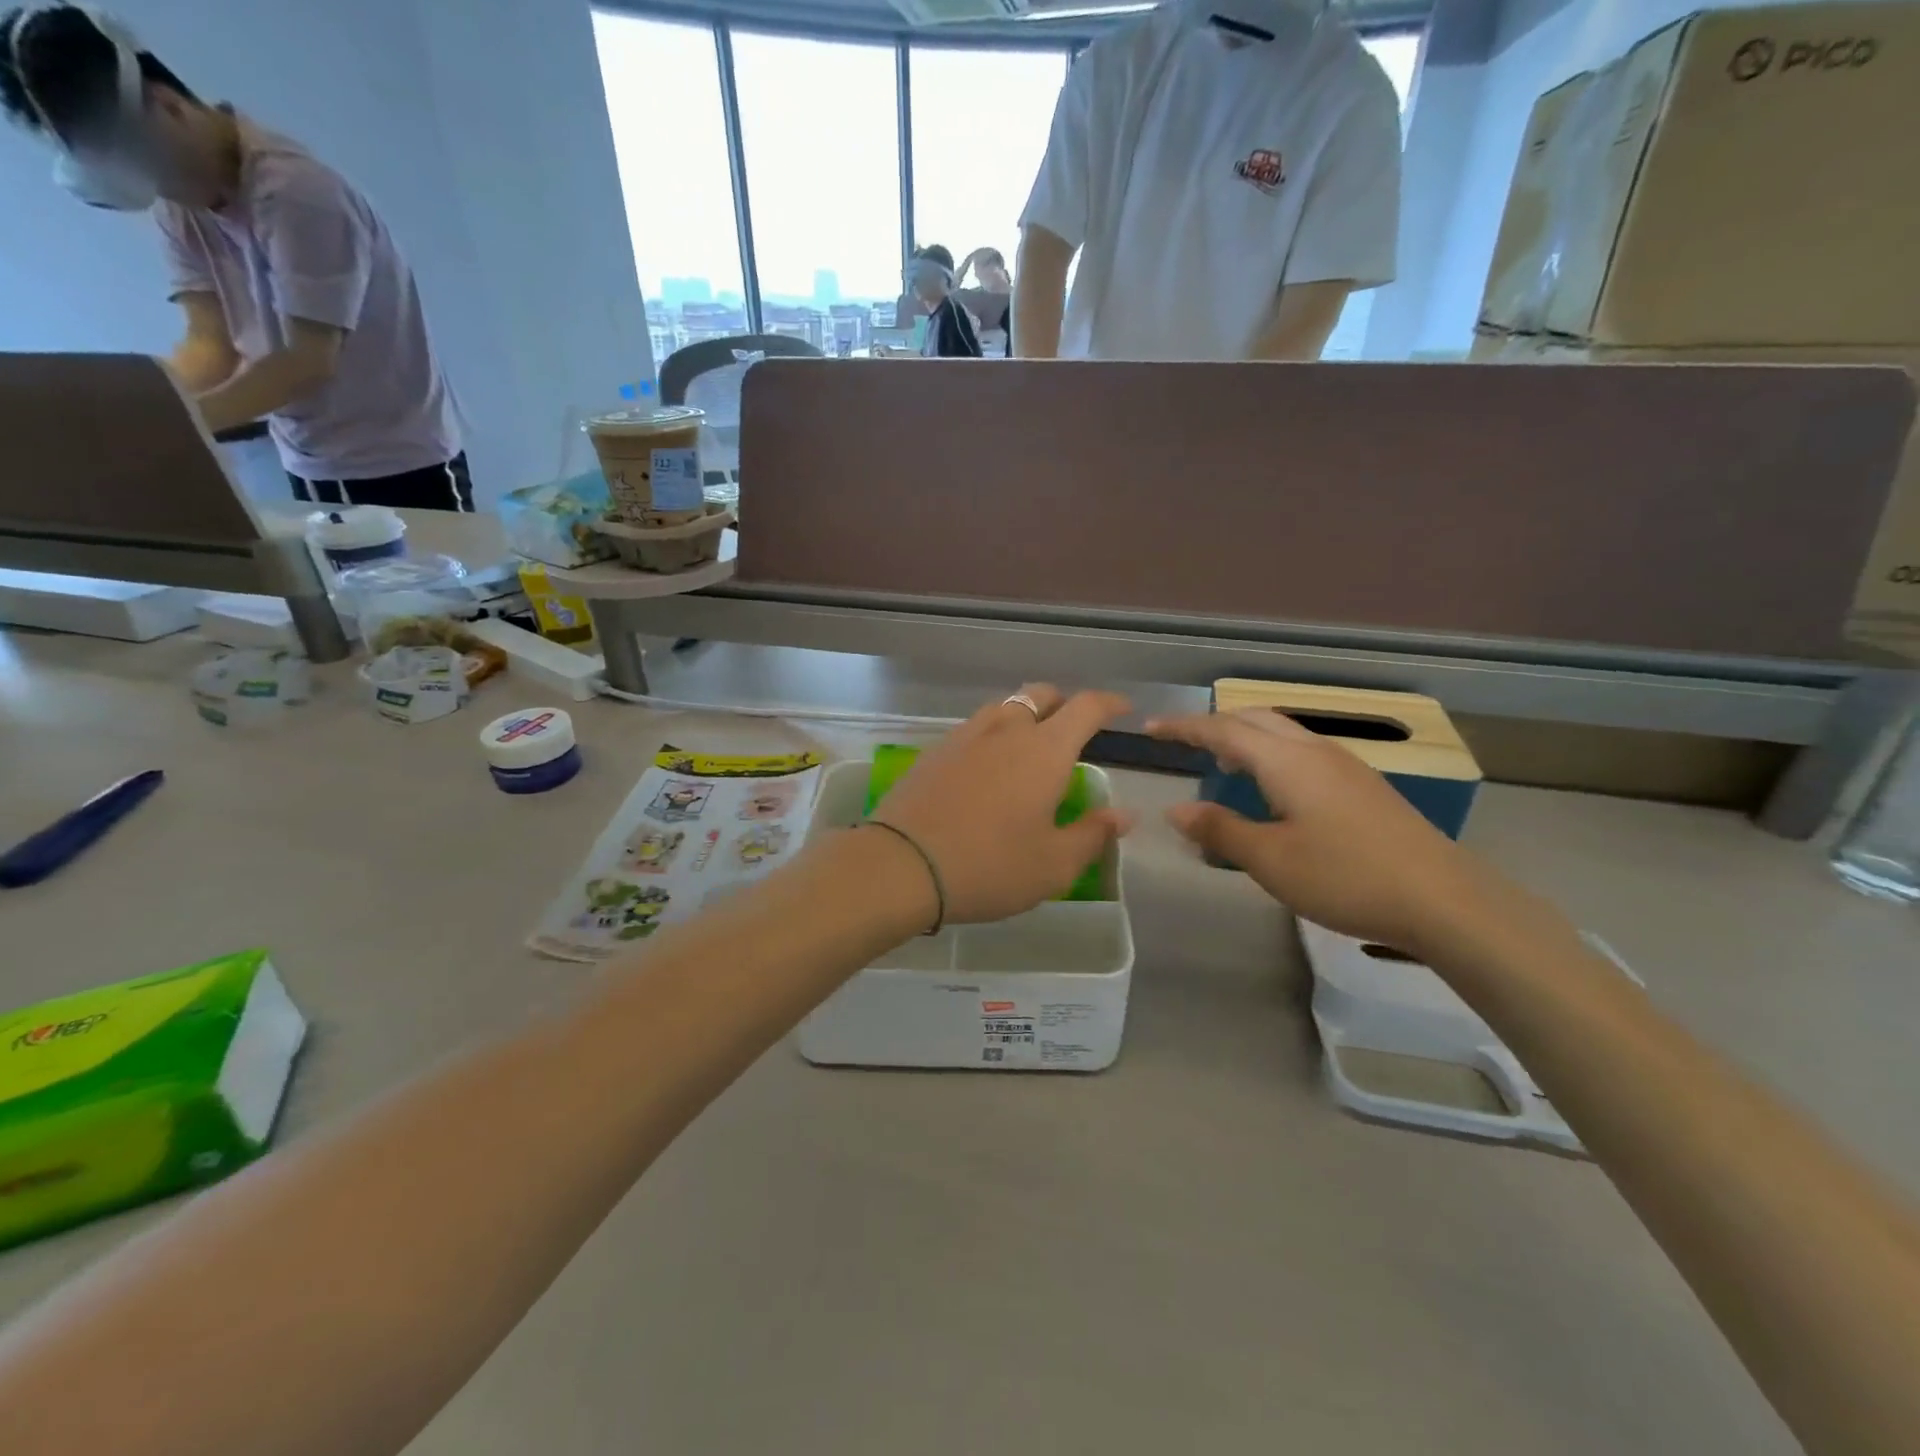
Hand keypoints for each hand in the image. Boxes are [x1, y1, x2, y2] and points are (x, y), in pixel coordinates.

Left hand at [869, 685, 1134, 924]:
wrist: (901, 864)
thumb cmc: (989, 866)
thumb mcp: (1053, 865)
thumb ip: (1092, 835)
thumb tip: (1123, 815)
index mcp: (1045, 750)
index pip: (1086, 707)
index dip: (1109, 704)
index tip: (1122, 710)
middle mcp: (1006, 730)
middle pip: (1041, 695)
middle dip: (1063, 704)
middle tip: (1072, 731)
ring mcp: (965, 736)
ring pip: (1004, 708)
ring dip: (1024, 716)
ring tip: (1028, 747)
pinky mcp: (934, 751)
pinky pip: (974, 728)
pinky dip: (991, 735)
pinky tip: (986, 767)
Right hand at [1148, 709, 1490, 953]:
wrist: (1444, 899)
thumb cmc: (1346, 877)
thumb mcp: (1271, 860)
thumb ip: (1220, 830)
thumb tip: (1175, 809)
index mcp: (1286, 761)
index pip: (1222, 730)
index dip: (1183, 727)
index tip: (1150, 728)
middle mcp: (1314, 750)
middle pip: (1254, 718)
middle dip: (1214, 724)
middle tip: (1182, 742)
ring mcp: (1344, 765)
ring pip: (1281, 731)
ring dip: (1244, 736)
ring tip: (1221, 763)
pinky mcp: (1362, 785)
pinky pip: (1301, 749)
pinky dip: (1270, 752)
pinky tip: (1272, 787)